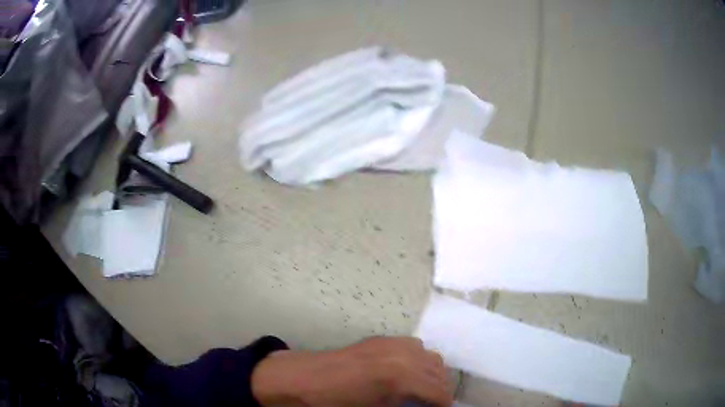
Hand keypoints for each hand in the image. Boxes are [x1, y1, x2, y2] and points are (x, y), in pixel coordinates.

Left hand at [251, 336, 452, 406]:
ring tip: (423, 390)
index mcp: (401, 377)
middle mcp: (403, 355)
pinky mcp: (381, 339)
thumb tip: (419, 406)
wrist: (304, 379)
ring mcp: (392, 343)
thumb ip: (404, 406)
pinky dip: (419, 360)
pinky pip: (413, 347)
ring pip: (430, 356)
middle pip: (439, 371)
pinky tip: (407, 372)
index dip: (444, 403)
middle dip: (441, 389)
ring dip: (432, 373)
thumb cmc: (337, 403)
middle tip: (434, 403)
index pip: (439, 391)